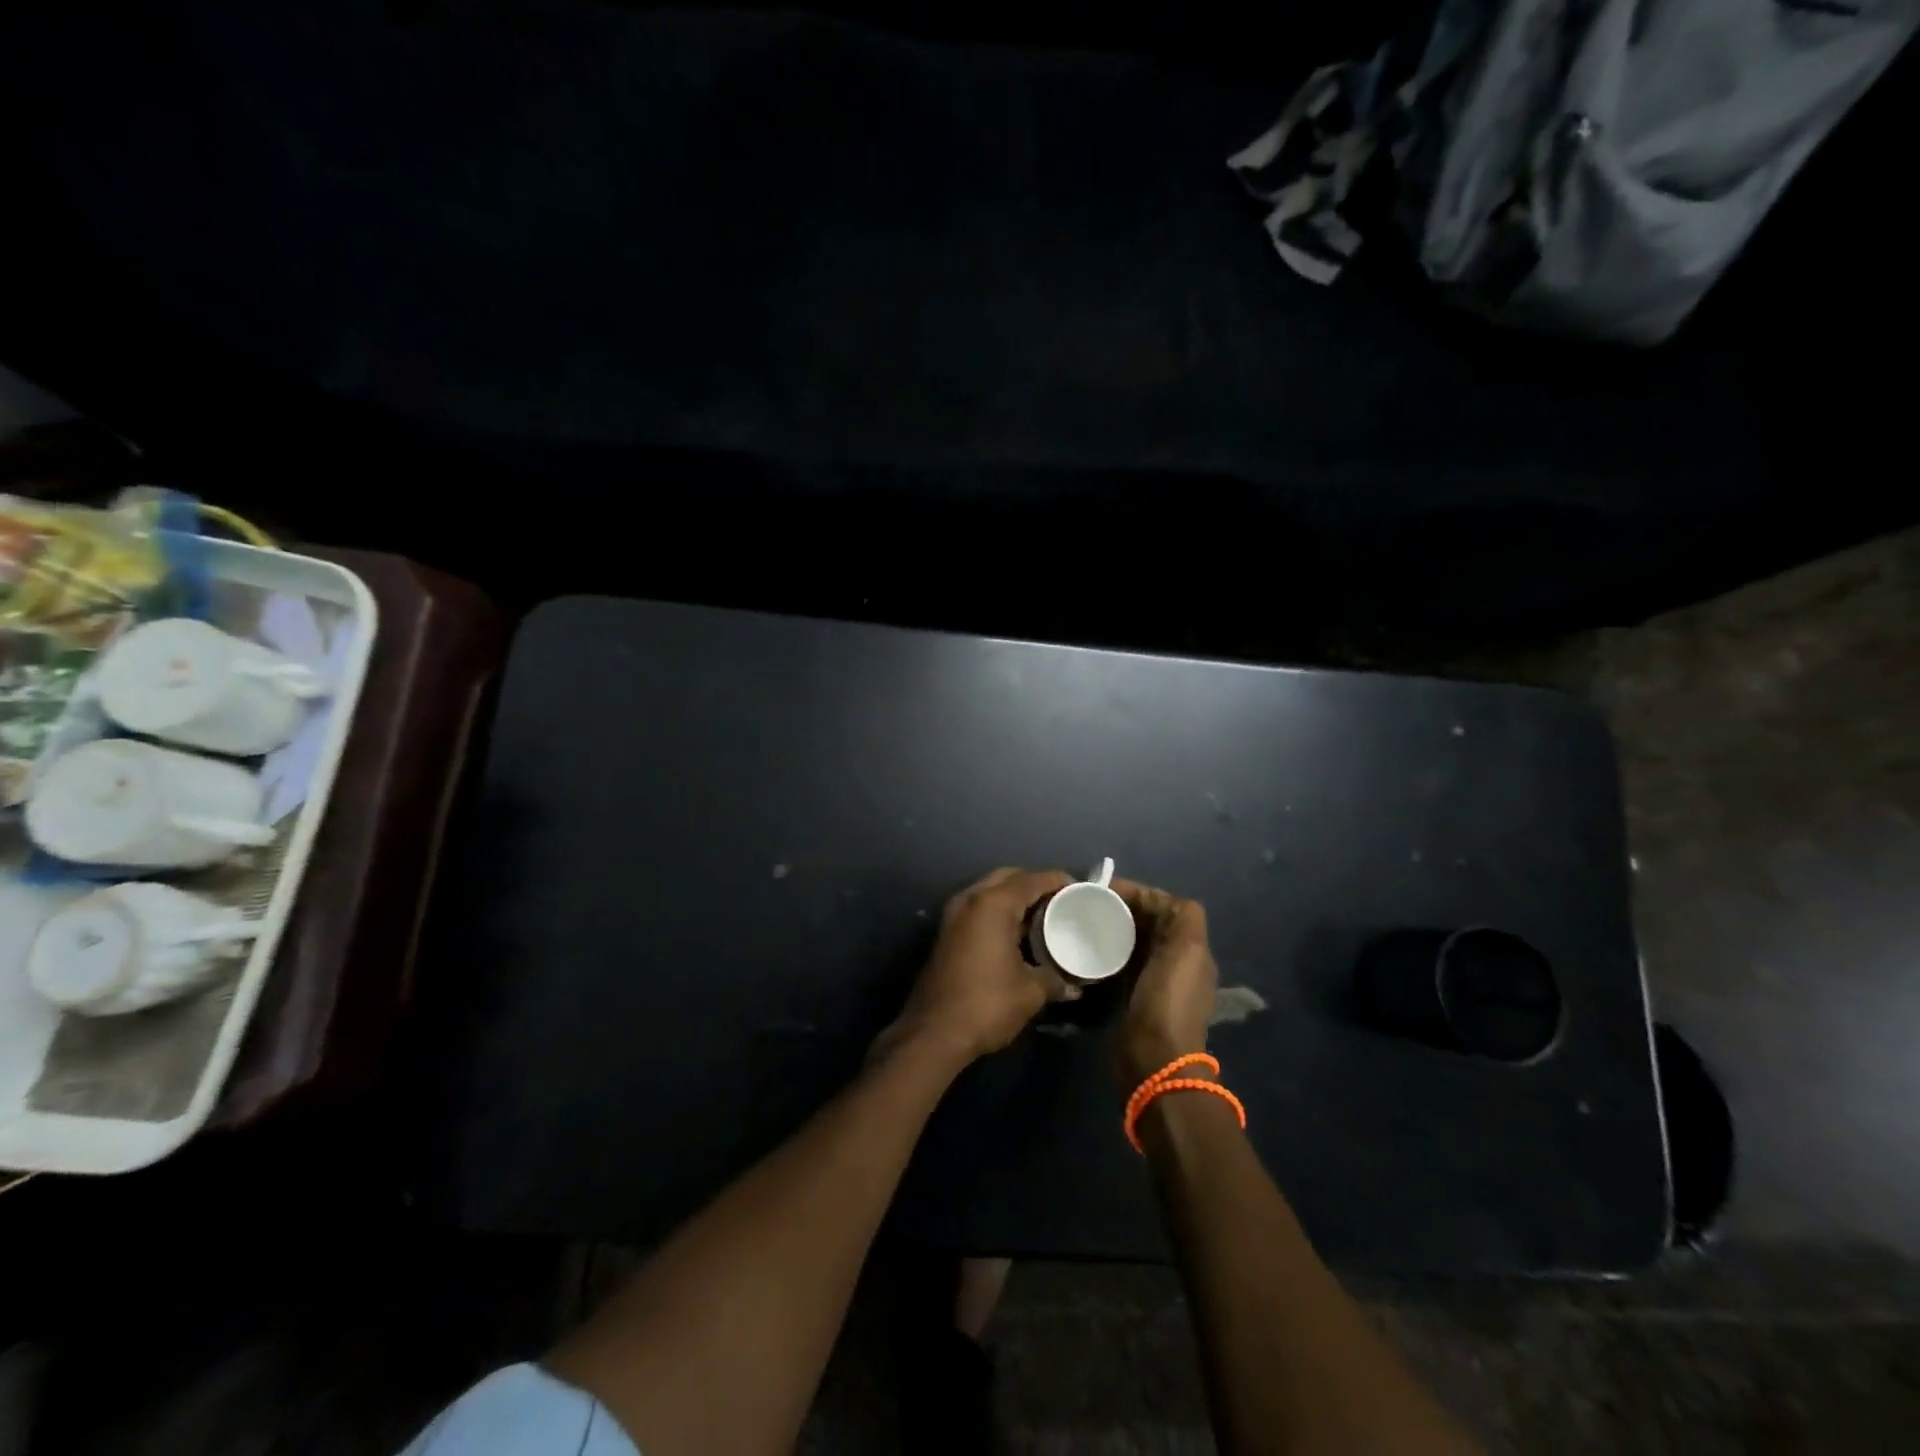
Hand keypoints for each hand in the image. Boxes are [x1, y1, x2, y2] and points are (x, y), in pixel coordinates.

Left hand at [879, 867, 1072, 1065]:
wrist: (933, 1033)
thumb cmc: (986, 1004)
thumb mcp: (1030, 992)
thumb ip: (1055, 980)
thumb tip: (1074, 985)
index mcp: (992, 905)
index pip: (1031, 880)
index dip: (1057, 881)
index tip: (1079, 889)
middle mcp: (971, 900)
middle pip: (1008, 877)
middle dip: (1034, 884)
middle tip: (1060, 900)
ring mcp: (954, 915)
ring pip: (990, 892)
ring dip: (1015, 898)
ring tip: (1043, 916)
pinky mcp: (947, 933)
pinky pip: (979, 909)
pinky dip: (999, 912)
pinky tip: (1017, 933)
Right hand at [1111, 879, 1217, 1092]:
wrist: (1154, 1059)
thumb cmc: (1167, 1000)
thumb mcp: (1185, 951)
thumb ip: (1183, 918)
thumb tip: (1156, 899)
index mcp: (1192, 947)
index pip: (1166, 905)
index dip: (1139, 893)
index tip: (1105, 889)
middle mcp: (1177, 960)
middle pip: (1149, 922)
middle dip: (1124, 908)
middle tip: (1090, 903)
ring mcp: (1156, 980)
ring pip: (1134, 941)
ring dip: (1115, 928)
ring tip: (1086, 920)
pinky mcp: (1135, 996)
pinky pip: (1122, 962)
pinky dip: (1109, 950)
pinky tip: (1090, 948)